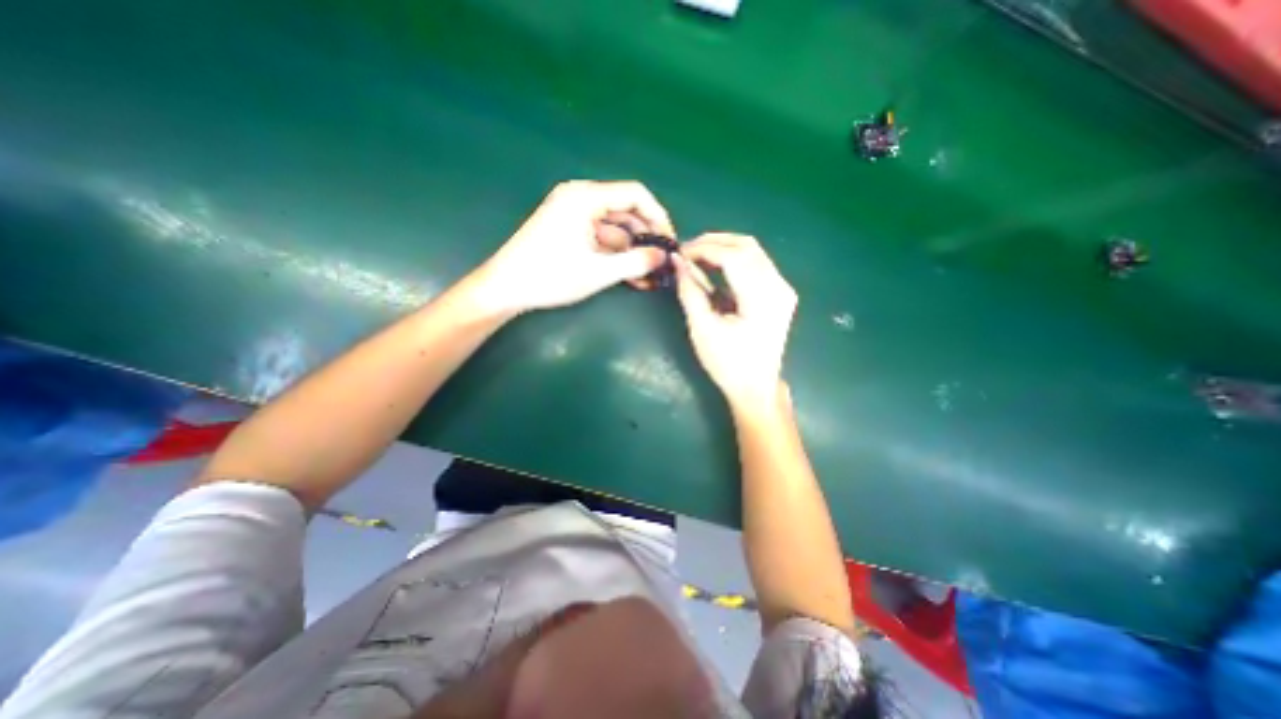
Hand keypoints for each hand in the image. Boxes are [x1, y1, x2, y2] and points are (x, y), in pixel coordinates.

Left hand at [469, 180, 670, 315]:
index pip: (635, 195)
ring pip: (615, 228)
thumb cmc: (550, 276)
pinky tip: (630, 276)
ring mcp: (573, 215)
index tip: (670, 241)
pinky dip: (616, 255)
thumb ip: (635, 262)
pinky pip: (601, 238)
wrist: (506, 288)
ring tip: (649, 276)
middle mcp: (580, 199)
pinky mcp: (569, 231)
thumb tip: (664, 256)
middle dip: (646, 238)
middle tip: (662, 262)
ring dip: (632, 251)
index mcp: (585, 198)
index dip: (658, 216)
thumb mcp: (598, 272)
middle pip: (626, 211)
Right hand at [674, 232, 798, 406]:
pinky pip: (756, 264)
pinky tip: (714, 267)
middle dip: (713, 242)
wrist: (756, 388)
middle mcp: (779, 287)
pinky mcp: (779, 293)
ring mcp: (783, 288)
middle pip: (746, 245)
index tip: (679, 252)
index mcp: (762, 298)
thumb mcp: (703, 329)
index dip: (703, 248)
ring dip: (723, 248)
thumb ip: (690, 291)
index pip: (733, 256)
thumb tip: (678, 261)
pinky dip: (733, 260)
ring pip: (752, 251)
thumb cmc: (728, 364)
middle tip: (686, 251)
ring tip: (696, 257)